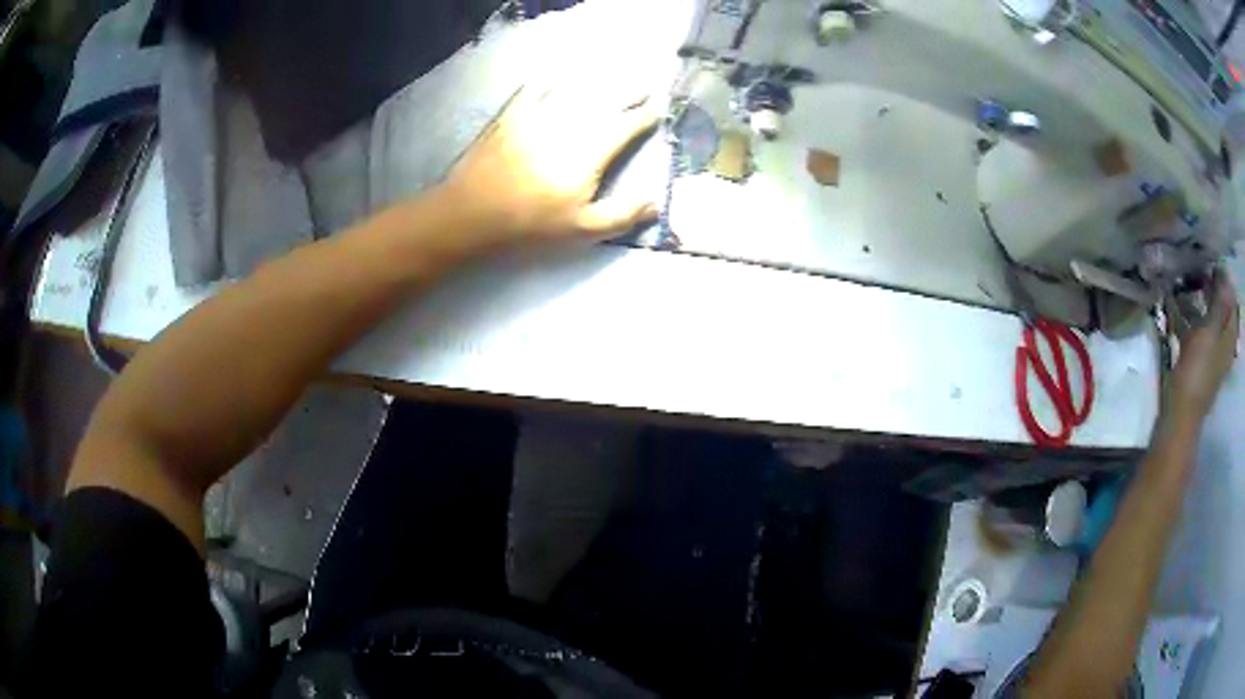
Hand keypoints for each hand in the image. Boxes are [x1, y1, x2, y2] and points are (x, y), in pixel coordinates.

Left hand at [437, 83, 659, 252]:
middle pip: (605, 102)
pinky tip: (553, 79)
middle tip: (644, 86)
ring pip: (574, 92)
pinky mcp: (510, 117)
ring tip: (611, 79)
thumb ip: (622, 215)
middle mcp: (568, 124)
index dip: (645, 116)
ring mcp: (537, 116)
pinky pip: (532, 92)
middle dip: (628, 93)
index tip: (659, 108)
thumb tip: (656, 203)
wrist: (471, 214)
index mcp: (590, 150)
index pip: (626, 126)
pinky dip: (546, 83)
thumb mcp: (581, 230)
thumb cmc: (530, 225)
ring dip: (596, 84)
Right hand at [1169, 270, 1238, 421]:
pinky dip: (1189, 317)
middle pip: (1220, 308)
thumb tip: (1223, 271)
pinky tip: (1176, 308)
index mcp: (1229, 336)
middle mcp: (1223, 343)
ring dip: (1198, 301)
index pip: (1232, 300)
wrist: (1180, 412)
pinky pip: (1196, 331)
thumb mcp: (1210, 330)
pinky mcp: (1197, 360)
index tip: (1211, 261)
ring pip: (1207, 318)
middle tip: (1197, 269)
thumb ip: (1218, 301)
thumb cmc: (1198, 370)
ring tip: (1184, 283)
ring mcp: (1210, 353)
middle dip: (1211, 288)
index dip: (1224, 280)